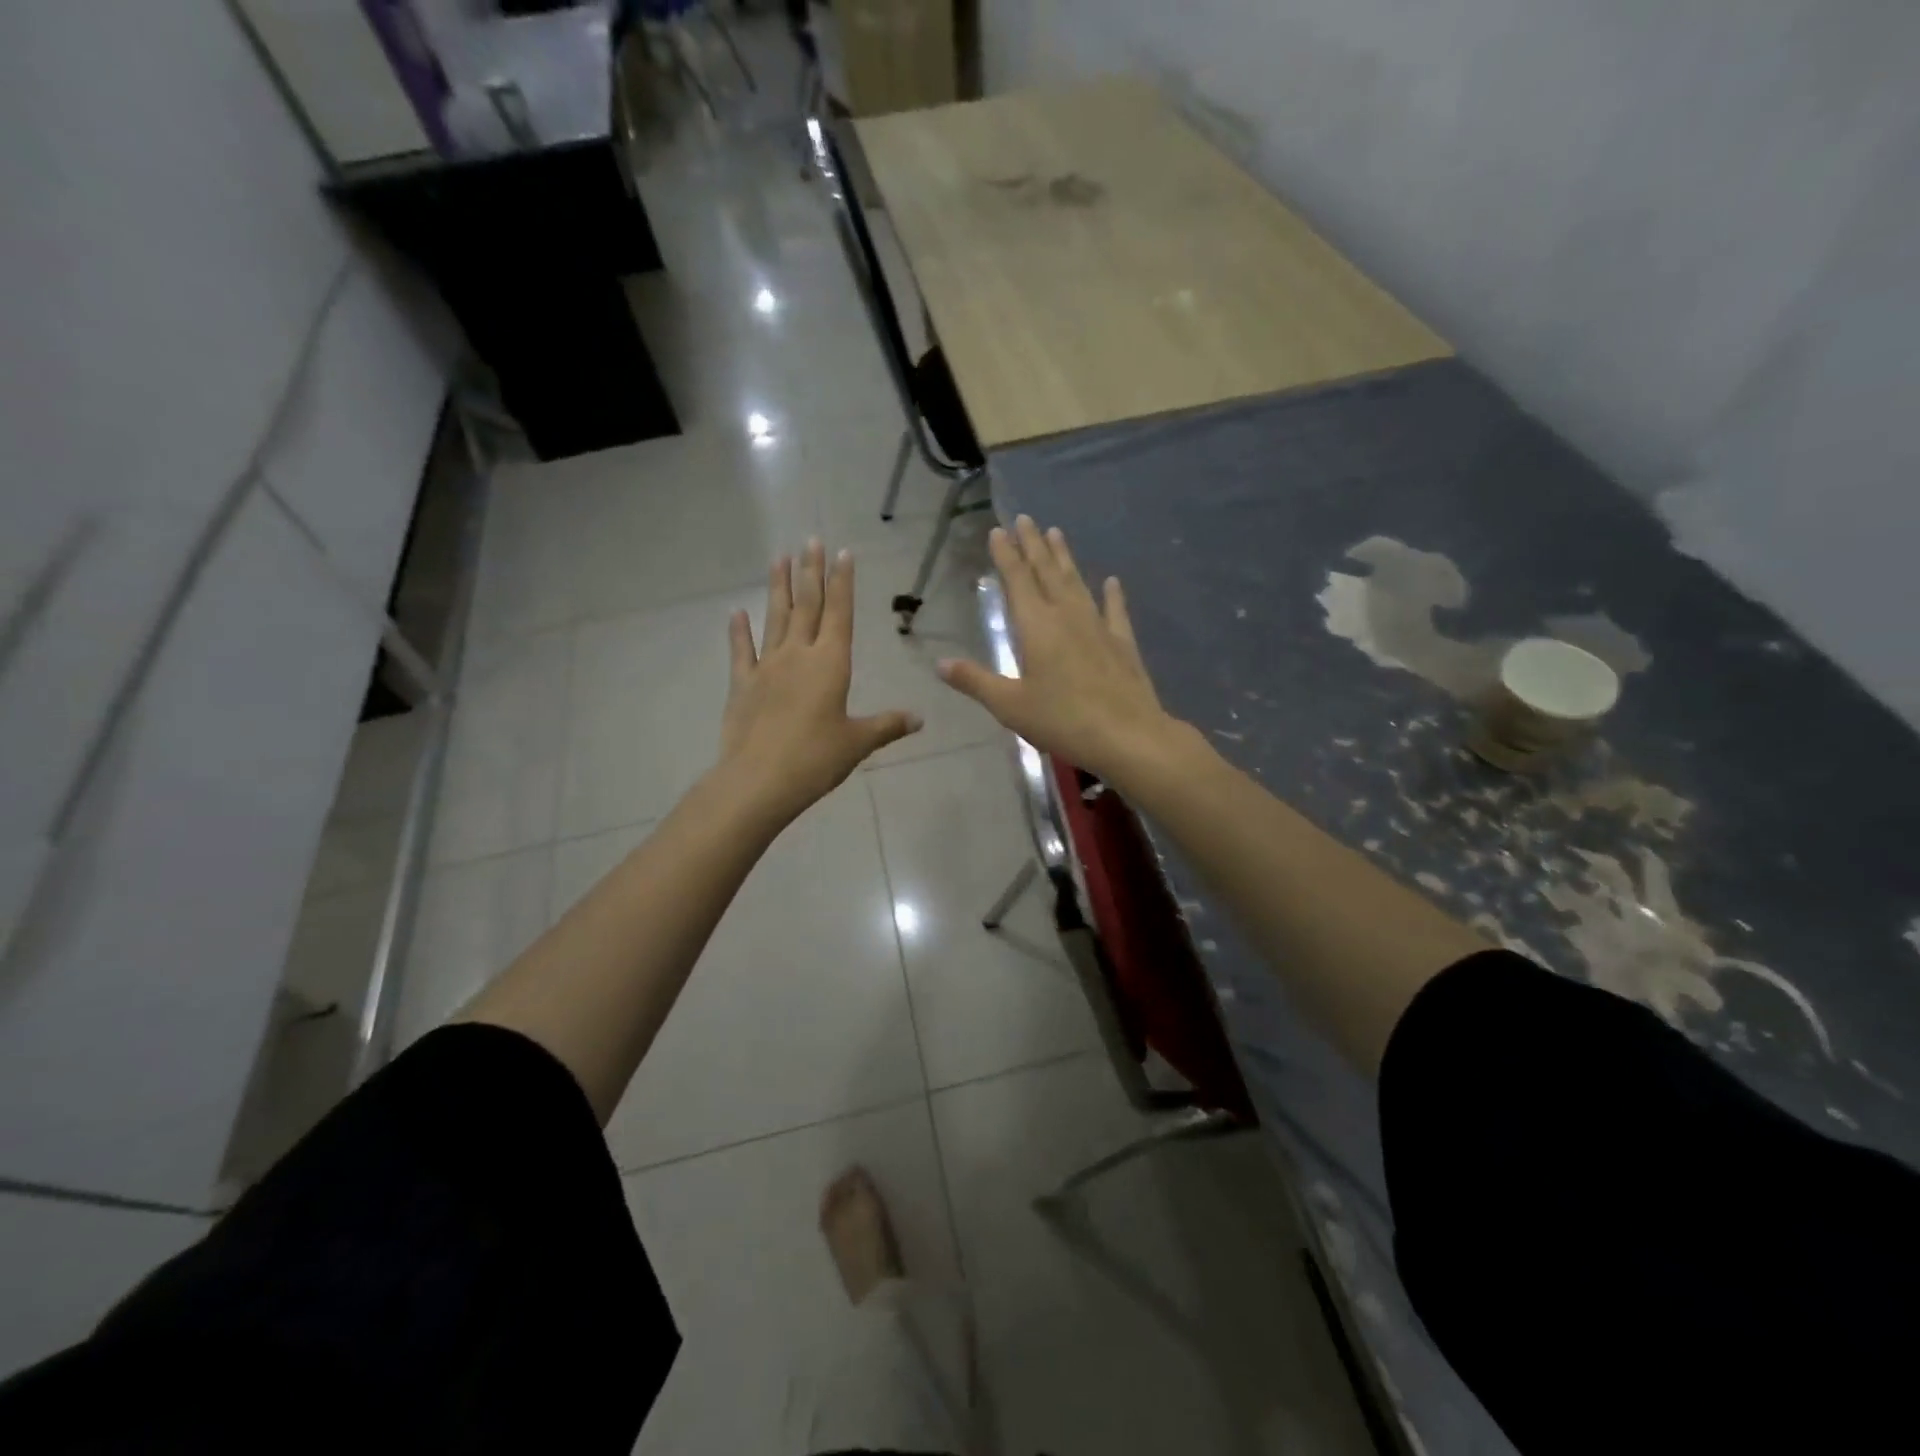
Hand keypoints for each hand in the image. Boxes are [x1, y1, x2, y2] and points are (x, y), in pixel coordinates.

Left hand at [718, 539, 920, 823]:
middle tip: (811, 540)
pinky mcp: (742, 685)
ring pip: (775, 618)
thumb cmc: (816, 759)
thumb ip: (888, 725)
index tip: (842, 552)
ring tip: (779, 557)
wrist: (759, 780)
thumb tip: (920, 719)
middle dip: (811, 572)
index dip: (842, 582)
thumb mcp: (858, 743)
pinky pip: (741, 651)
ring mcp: (766, 667)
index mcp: (831, 664)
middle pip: (807, 605)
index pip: (839, 613)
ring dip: (778, 587)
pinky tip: (736, 612)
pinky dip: (738, 631)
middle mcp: (798, 655)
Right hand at [937, 517, 1182, 783]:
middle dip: (1034, 545)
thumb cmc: (1062, 720)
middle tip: (1026, 519)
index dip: (1006, 554)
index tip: (999, 530)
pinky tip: (1112, 581)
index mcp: (1036, 626)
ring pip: (1077, 583)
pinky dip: (1112, 594)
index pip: (1017, 580)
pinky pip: (1115, 611)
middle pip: (1047, 572)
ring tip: (1057, 534)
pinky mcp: (1122, 643)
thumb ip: (975, 681)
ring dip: (1065, 558)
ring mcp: (1098, 627)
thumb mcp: (1010, 705)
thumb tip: (940, 663)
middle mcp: (1067, 616)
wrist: (1127, 736)